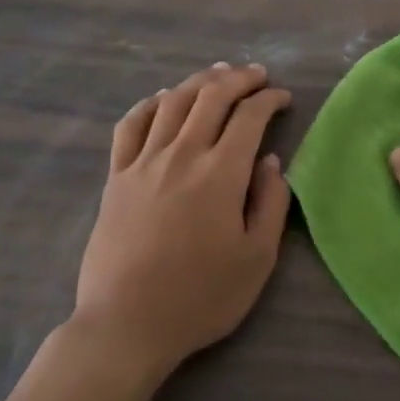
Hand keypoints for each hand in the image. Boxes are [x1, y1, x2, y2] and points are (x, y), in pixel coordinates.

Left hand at [72, 64, 292, 378]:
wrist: (126, 325)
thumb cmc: (201, 297)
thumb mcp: (257, 258)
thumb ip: (270, 203)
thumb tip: (269, 160)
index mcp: (221, 173)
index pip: (249, 116)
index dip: (269, 99)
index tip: (283, 98)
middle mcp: (182, 154)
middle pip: (211, 96)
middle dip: (239, 79)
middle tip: (257, 75)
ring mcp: (143, 162)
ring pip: (173, 102)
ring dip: (199, 81)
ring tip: (218, 75)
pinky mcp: (116, 177)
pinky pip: (131, 125)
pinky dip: (150, 104)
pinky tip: (162, 99)